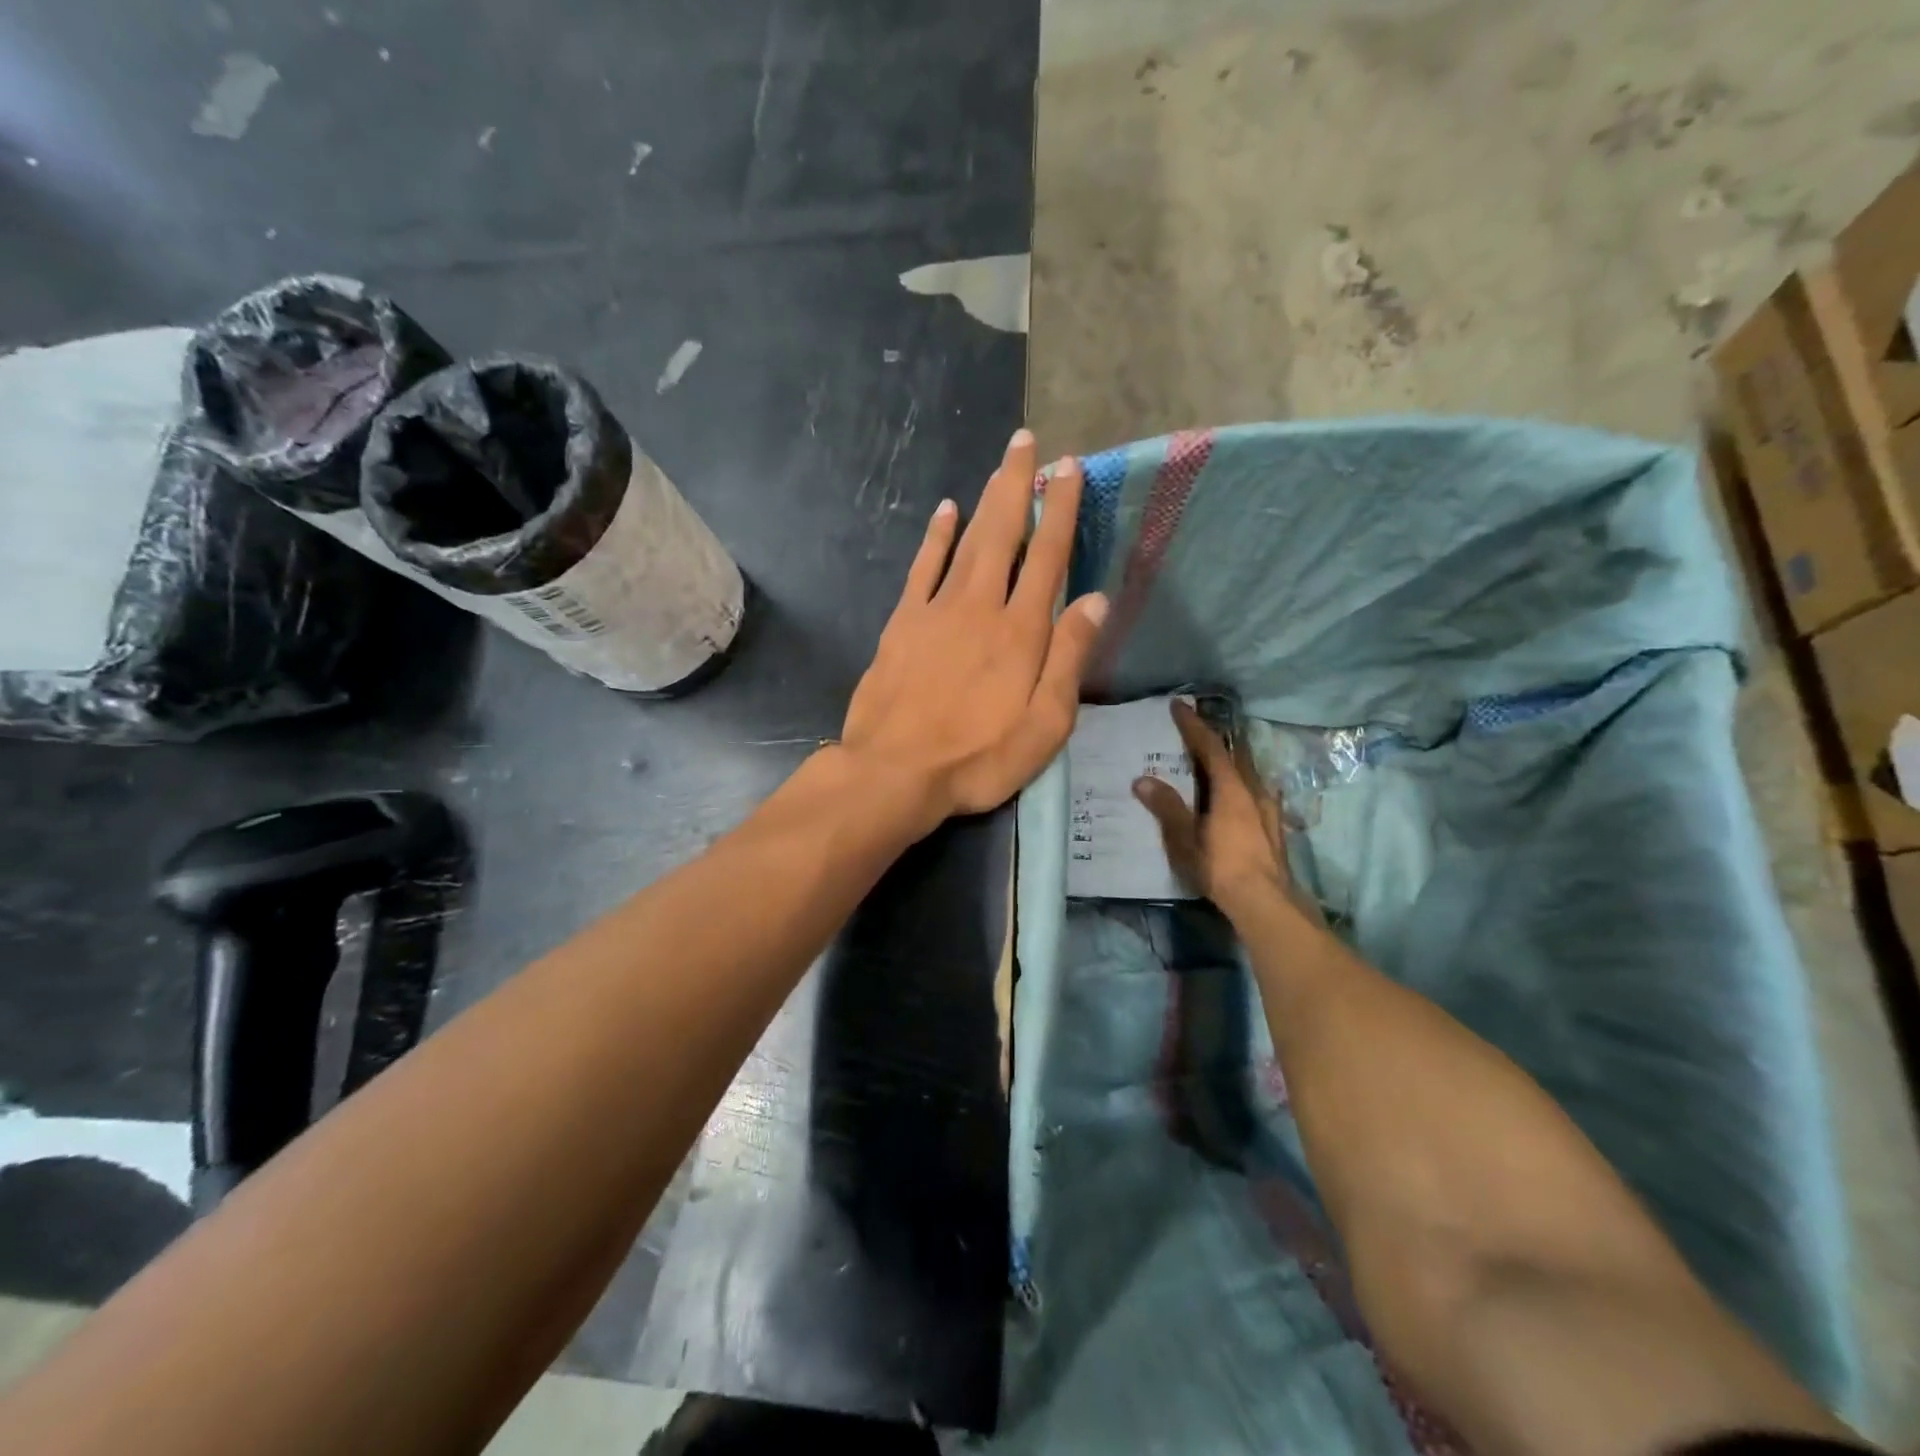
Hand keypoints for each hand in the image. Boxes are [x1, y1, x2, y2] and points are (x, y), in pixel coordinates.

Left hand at [841, 429, 1108, 829]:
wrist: (894, 771)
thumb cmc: (978, 758)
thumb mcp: (1045, 724)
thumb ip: (1069, 659)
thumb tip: (1097, 601)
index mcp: (1021, 630)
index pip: (1048, 556)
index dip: (1060, 509)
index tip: (1068, 468)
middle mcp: (981, 605)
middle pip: (1003, 532)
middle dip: (1018, 484)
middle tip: (1027, 441)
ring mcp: (936, 609)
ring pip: (966, 541)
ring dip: (985, 500)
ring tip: (1000, 464)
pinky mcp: (902, 623)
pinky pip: (922, 567)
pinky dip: (935, 536)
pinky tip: (946, 511)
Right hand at [1132, 700, 1301, 919]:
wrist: (1266, 902)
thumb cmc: (1221, 866)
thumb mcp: (1185, 838)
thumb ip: (1167, 807)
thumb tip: (1142, 780)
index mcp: (1231, 788)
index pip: (1210, 747)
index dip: (1193, 725)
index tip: (1178, 706)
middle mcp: (1253, 791)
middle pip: (1235, 755)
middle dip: (1216, 738)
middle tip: (1197, 728)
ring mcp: (1268, 809)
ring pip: (1249, 773)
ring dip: (1231, 760)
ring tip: (1215, 758)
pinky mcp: (1273, 828)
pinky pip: (1255, 791)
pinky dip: (1241, 782)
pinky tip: (1239, 794)